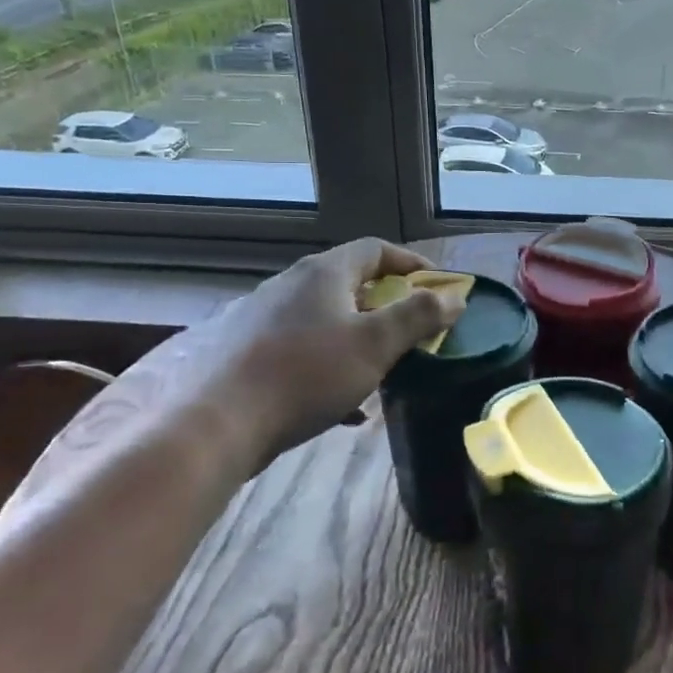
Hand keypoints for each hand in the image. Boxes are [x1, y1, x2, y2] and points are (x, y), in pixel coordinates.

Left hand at [180, 238, 465, 472]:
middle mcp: (291, 285)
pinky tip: (344, 405)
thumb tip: (455, 296)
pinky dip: (331, 367)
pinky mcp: (247, 352)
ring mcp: (264, 318)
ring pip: (327, 320)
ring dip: (360, 340)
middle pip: (351, 284)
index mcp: (323, 272)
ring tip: (383, 370)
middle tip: (414, 332)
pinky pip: (303, 350)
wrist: (218, 423)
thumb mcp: (375, 344)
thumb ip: (419, 316)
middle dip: (388, 307)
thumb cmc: (307, 373)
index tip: (439, 287)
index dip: (412, 263)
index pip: (376, 249)